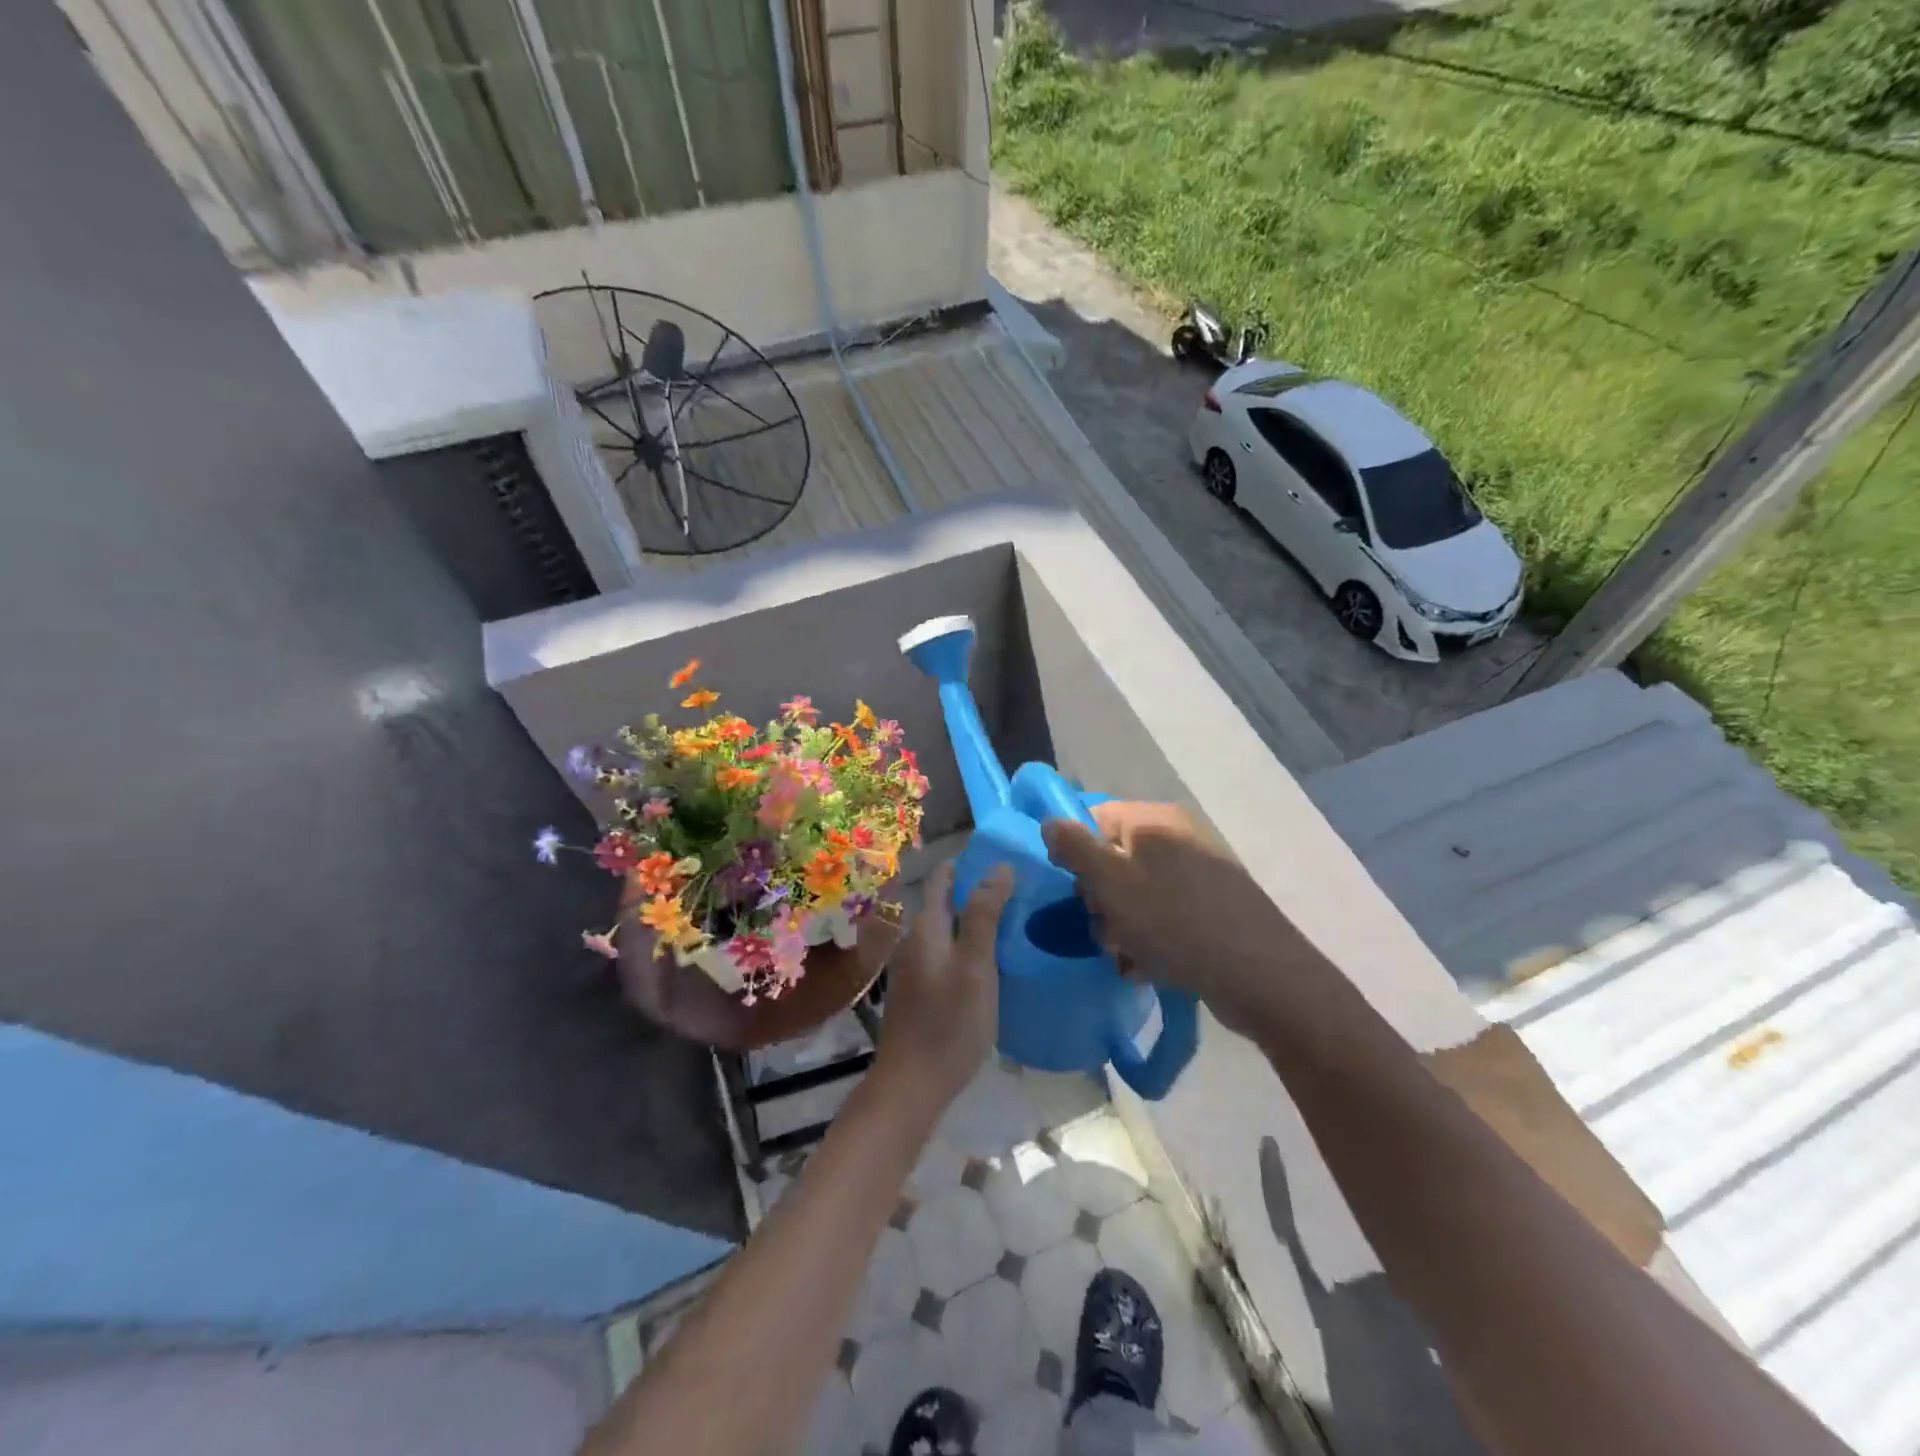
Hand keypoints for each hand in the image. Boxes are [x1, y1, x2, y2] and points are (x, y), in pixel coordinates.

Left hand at [872, 859, 1014, 1115]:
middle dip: (977, 891)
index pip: (943, 877)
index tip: (1003, 856)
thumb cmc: (948, 1022)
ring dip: (975, 920)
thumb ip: (985, 915)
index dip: (969, 863)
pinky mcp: (920, 991)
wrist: (912, 1085)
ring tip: (1014, 921)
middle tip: (1020, 889)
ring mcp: (914, 968)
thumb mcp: (976, 966)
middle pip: (946, 903)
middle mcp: (915, 940)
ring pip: (947, 930)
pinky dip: (969, 947)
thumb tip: (999, 866)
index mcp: (926, 927)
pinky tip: (992, 961)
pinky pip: (947, 954)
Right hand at [1042, 801, 1301, 1034]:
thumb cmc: (1175, 922)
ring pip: (1137, 893)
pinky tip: (1147, 966)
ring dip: (1121, 925)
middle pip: (1115, 858)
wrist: (1261, 976)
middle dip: (1099, 898)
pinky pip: (1164, 915)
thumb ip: (1075, 847)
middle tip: (1104, 929)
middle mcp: (1178, 838)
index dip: (1077, 853)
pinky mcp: (1213, 908)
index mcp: (1155, 821)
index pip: (1095, 818)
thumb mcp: (1112, 883)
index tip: (1074, 890)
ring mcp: (1199, 873)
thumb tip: (1051, 821)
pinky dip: (1150, 938)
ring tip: (1125, 955)